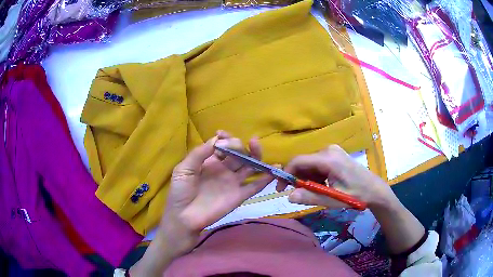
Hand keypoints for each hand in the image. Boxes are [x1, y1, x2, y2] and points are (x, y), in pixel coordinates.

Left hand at [158, 131, 273, 254]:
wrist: (184, 217)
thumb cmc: (181, 192)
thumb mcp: (183, 169)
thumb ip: (199, 154)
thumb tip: (216, 139)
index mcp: (209, 161)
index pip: (222, 145)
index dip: (224, 138)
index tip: (221, 134)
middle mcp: (224, 169)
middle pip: (238, 153)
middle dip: (240, 145)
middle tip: (237, 144)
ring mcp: (233, 182)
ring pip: (249, 166)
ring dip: (255, 155)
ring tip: (257, 146)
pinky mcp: (239, 196)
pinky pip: (255, 186)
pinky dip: (265, 179)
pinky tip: (274, 169)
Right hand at [277, 145, 394, 208]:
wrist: (375, 190)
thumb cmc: (356, 194)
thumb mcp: (333, 199)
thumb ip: (310, 197)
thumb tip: (288, 196)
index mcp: (328, 159)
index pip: (298, 161)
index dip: (286, 173)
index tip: (281, 188)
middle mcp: (328, 150)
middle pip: (304, 163)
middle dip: (298, 178)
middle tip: (300, 195)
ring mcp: (332, 151)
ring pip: (310, 165)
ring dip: (307, 179)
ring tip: (316, 192)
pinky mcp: (335, 155)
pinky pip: (317, 164)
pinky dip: (315, 176)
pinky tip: (323, 185)